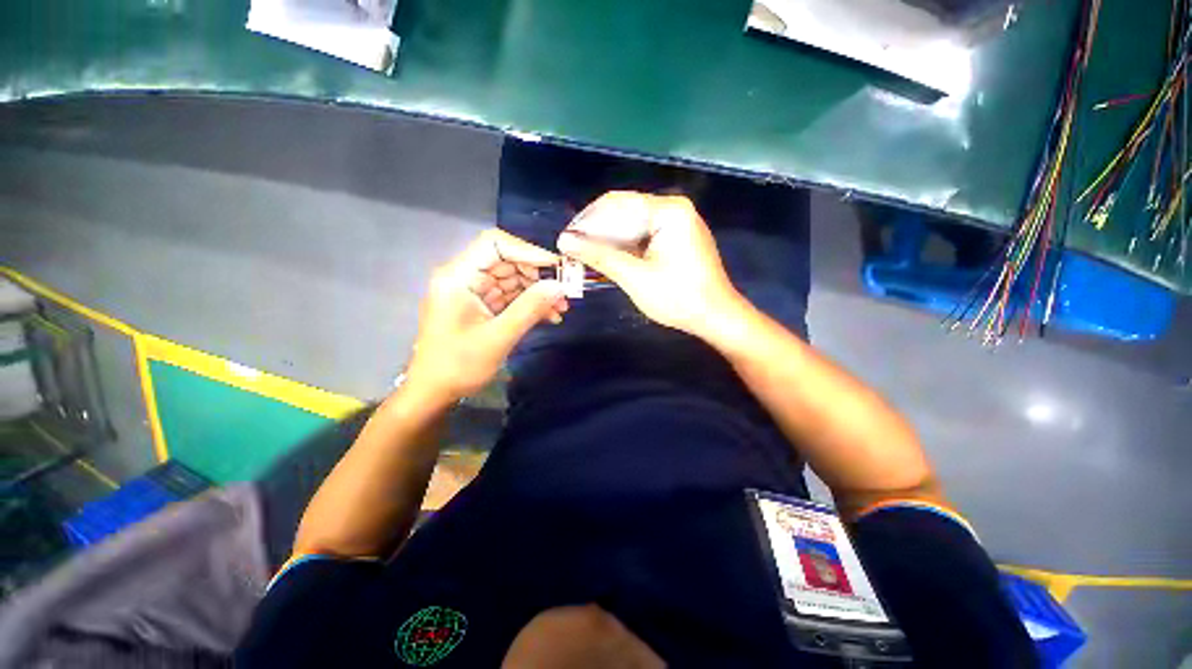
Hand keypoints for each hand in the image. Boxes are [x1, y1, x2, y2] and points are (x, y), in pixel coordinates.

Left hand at [406, 230, 567, 401]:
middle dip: (538, 275)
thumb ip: (529, 308)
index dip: (528, 251)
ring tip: (562, 308)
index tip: (557, 266)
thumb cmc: (459, 365)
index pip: (495, 244)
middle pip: (507, 261)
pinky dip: (530, 304)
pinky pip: (511, 296)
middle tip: (565, 291)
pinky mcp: (482, 306)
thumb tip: (560, 286)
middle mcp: (465, 277)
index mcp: (459, 276)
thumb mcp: (498, 337)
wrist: (435, 392)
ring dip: (538, 292)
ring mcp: (474, 292)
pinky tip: (550, 316)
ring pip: (513, 279)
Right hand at [556, 191, 742, 337]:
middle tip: (572, 251)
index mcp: (668, 210)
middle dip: (597, 232)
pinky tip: (608, 259)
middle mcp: (674, 209)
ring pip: (632, 226)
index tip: (566, 239)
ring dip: (608, 241)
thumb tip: (565, 241)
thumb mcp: (635, 277)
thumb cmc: (678, 297)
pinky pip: (644, 237)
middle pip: (624, 213)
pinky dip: (625, 248)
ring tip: (585, 257)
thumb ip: (599, 256)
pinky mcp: (677, 239)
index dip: (587, 221)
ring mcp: (677, 223)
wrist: (716, 317)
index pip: (617, 203)